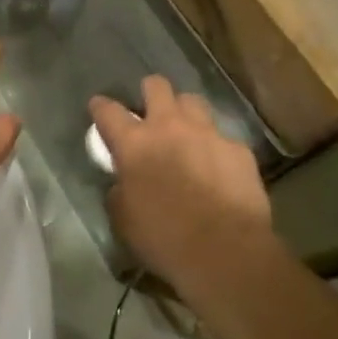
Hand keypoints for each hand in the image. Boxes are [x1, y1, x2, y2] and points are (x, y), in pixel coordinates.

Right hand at [90, 77, 278, 299]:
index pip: (108, 111)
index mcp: (134, 144)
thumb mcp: (123, 218)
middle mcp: (169, 127)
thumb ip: (119, 190)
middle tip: (150, 114)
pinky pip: (222, 137)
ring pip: (193, 101)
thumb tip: (123, 182)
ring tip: (185, 133)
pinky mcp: (238, 149)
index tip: (99, 108)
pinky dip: (215, 147)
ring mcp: (208, 133)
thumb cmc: (164, 238)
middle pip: (156, 86)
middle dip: (150, 93)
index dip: (101, 107)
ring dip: (184, 113)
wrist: (225, 252)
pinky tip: (217, 167)